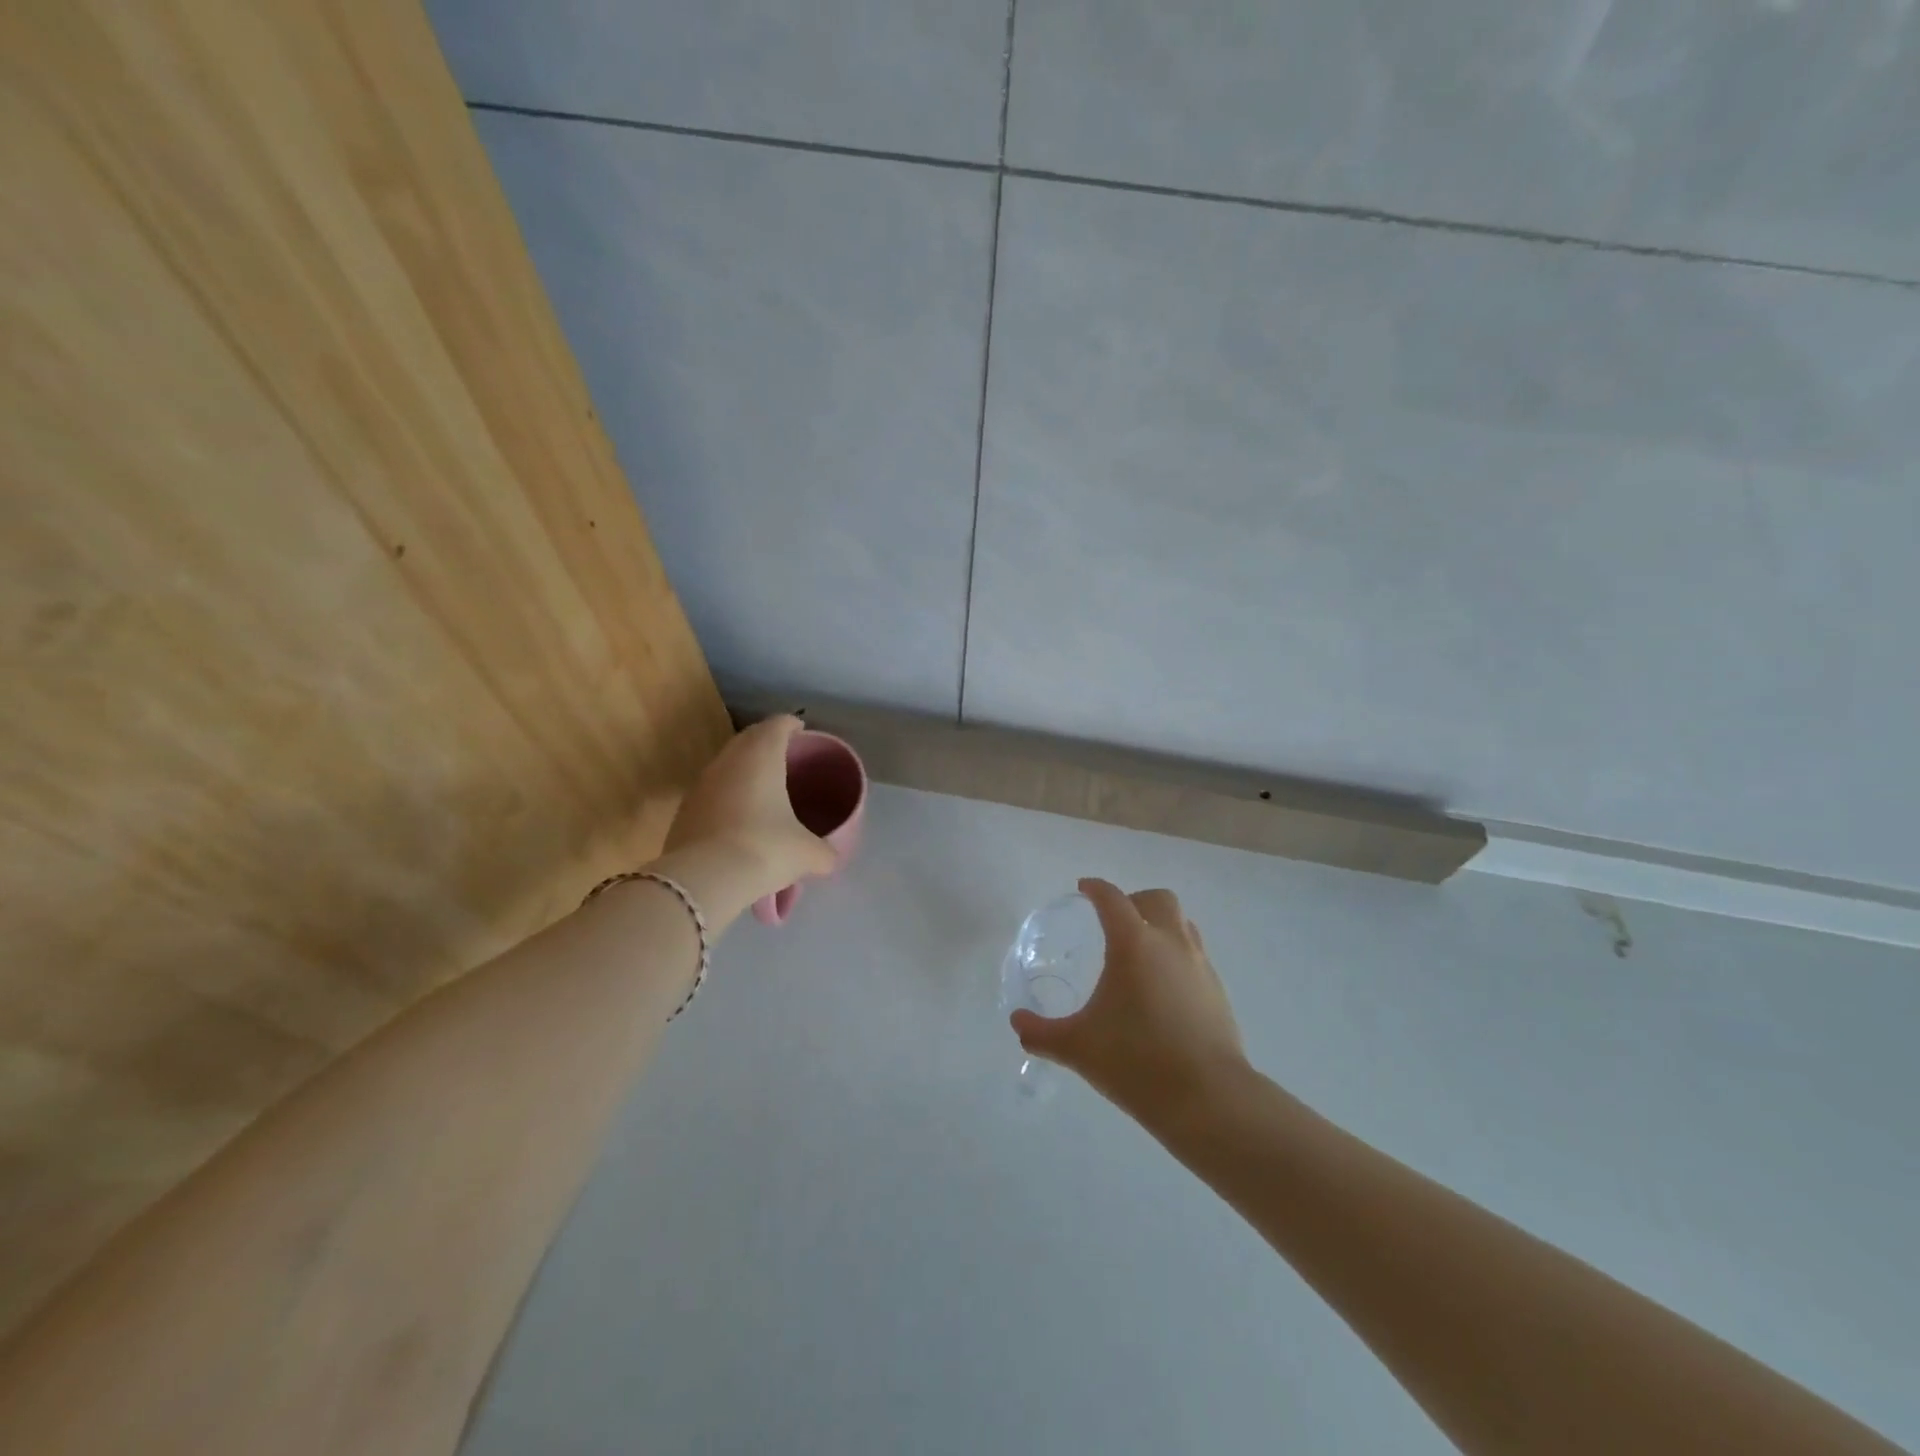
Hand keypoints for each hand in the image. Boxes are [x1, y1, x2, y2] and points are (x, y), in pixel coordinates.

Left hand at [662, 716, 836, 910]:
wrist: (704, 880)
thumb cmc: (765, 849)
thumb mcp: (807, 853)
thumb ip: (824, 852)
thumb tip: (829, 859)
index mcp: (761, 756)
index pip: (777, 724)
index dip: (791, 725)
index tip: (801, 732)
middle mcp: (728, 761)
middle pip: (748, 739)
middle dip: (766, 743)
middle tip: (785, 757)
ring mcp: (701, 785)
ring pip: (726, 765)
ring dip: (743, 770)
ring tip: (763, 788)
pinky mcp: (684, 810)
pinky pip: (711, 793)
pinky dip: (727, 796)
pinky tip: (738, 819)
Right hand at [1010, 878, 1247, 1122]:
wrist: (1208, 1098)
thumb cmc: (1136, 1062)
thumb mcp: (1078, 1047)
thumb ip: (1042, 1033)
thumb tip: (1017, 1023)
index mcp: (1134, 944)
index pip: (1113, 899)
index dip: (1096, 889)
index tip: (1084, 889)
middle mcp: (1170, 943)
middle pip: (1157, 899)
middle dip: (1134, 901)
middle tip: (1114, 921)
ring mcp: (1199, 965)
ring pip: (1182, 923)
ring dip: (1161, 925)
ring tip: (1140, 951)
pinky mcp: (1217, 991)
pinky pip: (1195, 955)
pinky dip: (1177, 955)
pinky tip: (1162, 988)